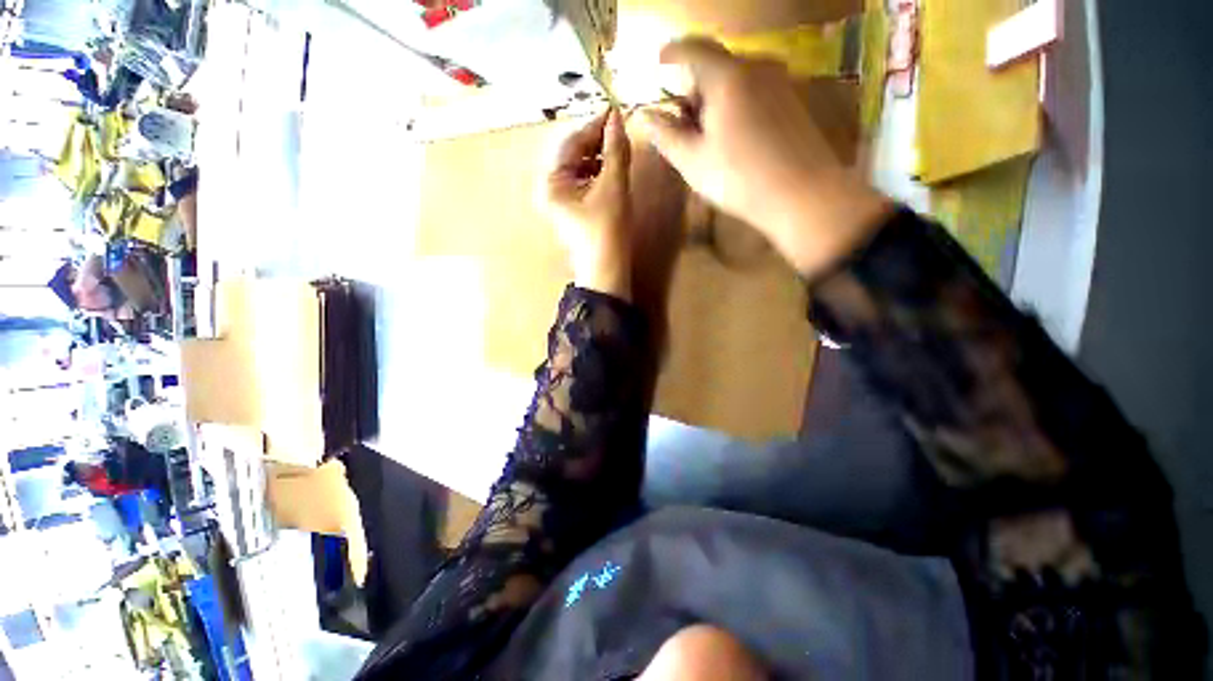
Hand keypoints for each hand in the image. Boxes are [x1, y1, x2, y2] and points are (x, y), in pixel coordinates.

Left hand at [541, 108, 632, 299]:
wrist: (606, 270)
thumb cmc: (607, 230)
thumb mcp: (613, 186)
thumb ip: (615, 150)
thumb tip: (618, 118)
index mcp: (551, 182)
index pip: (570, 142)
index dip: (594, 125)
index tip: (616, 111)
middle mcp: (549, 189)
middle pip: (572, 154)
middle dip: (595, 141)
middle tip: (619, 130)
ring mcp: (559, 200)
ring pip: (578, 167)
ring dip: (597, 156)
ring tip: (618, 149)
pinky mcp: (571, 209)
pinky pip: (582, 182)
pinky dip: (596, 173)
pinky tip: (611, 170)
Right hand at [635, 38, 891, 278]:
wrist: (801, 193)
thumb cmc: (739, 178)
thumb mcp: (693, 162)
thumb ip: (666, 135)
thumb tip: (645, 116)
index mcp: (727, 77)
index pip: (693, 48)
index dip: (671, 52)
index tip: (658, 61)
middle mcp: (757, 67)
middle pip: (715, 65)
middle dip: (694, 88)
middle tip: (684, 124)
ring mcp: (779, 81)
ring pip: (735, 79)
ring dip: (714, 99)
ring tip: (708, 137)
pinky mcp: (792, 99)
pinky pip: (754, 90)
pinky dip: (735, 104)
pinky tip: (734, 138)